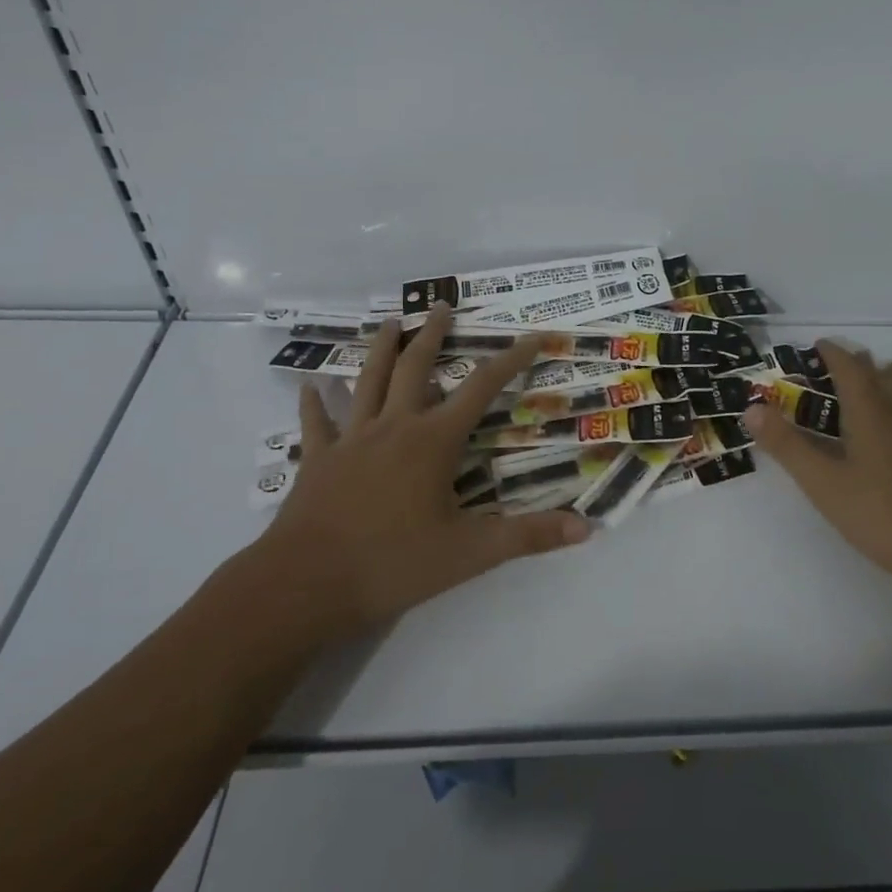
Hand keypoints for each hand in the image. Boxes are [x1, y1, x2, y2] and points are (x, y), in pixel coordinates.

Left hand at [260, 304, 588, 637]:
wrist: (305, 585)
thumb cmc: (393, 564)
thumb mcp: (470, 554)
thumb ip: (528, 537)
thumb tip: (586, 529)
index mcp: (433, 441)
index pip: (482, 389)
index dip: (510, 360)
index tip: (531, 336)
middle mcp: (393, 427)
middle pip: (414, 368)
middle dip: (432, 335)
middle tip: (441, 306)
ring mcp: (350, 440)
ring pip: (366, 382)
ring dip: (379, 350)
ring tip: (388, 322)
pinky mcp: (317, 461)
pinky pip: (316, 424)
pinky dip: (314, 403)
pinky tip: (309, 385)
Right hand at [744, 341, 891, 590]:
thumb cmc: (883, 514)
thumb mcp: (824, 484)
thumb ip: (787, 445)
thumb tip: (751, 409)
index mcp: (871, 412)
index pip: (850, 368)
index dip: (832, 353)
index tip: (817, 345)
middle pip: (881, 373)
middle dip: (858, 363)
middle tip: (836, 365)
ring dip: (886, 377)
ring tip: (874, 379)